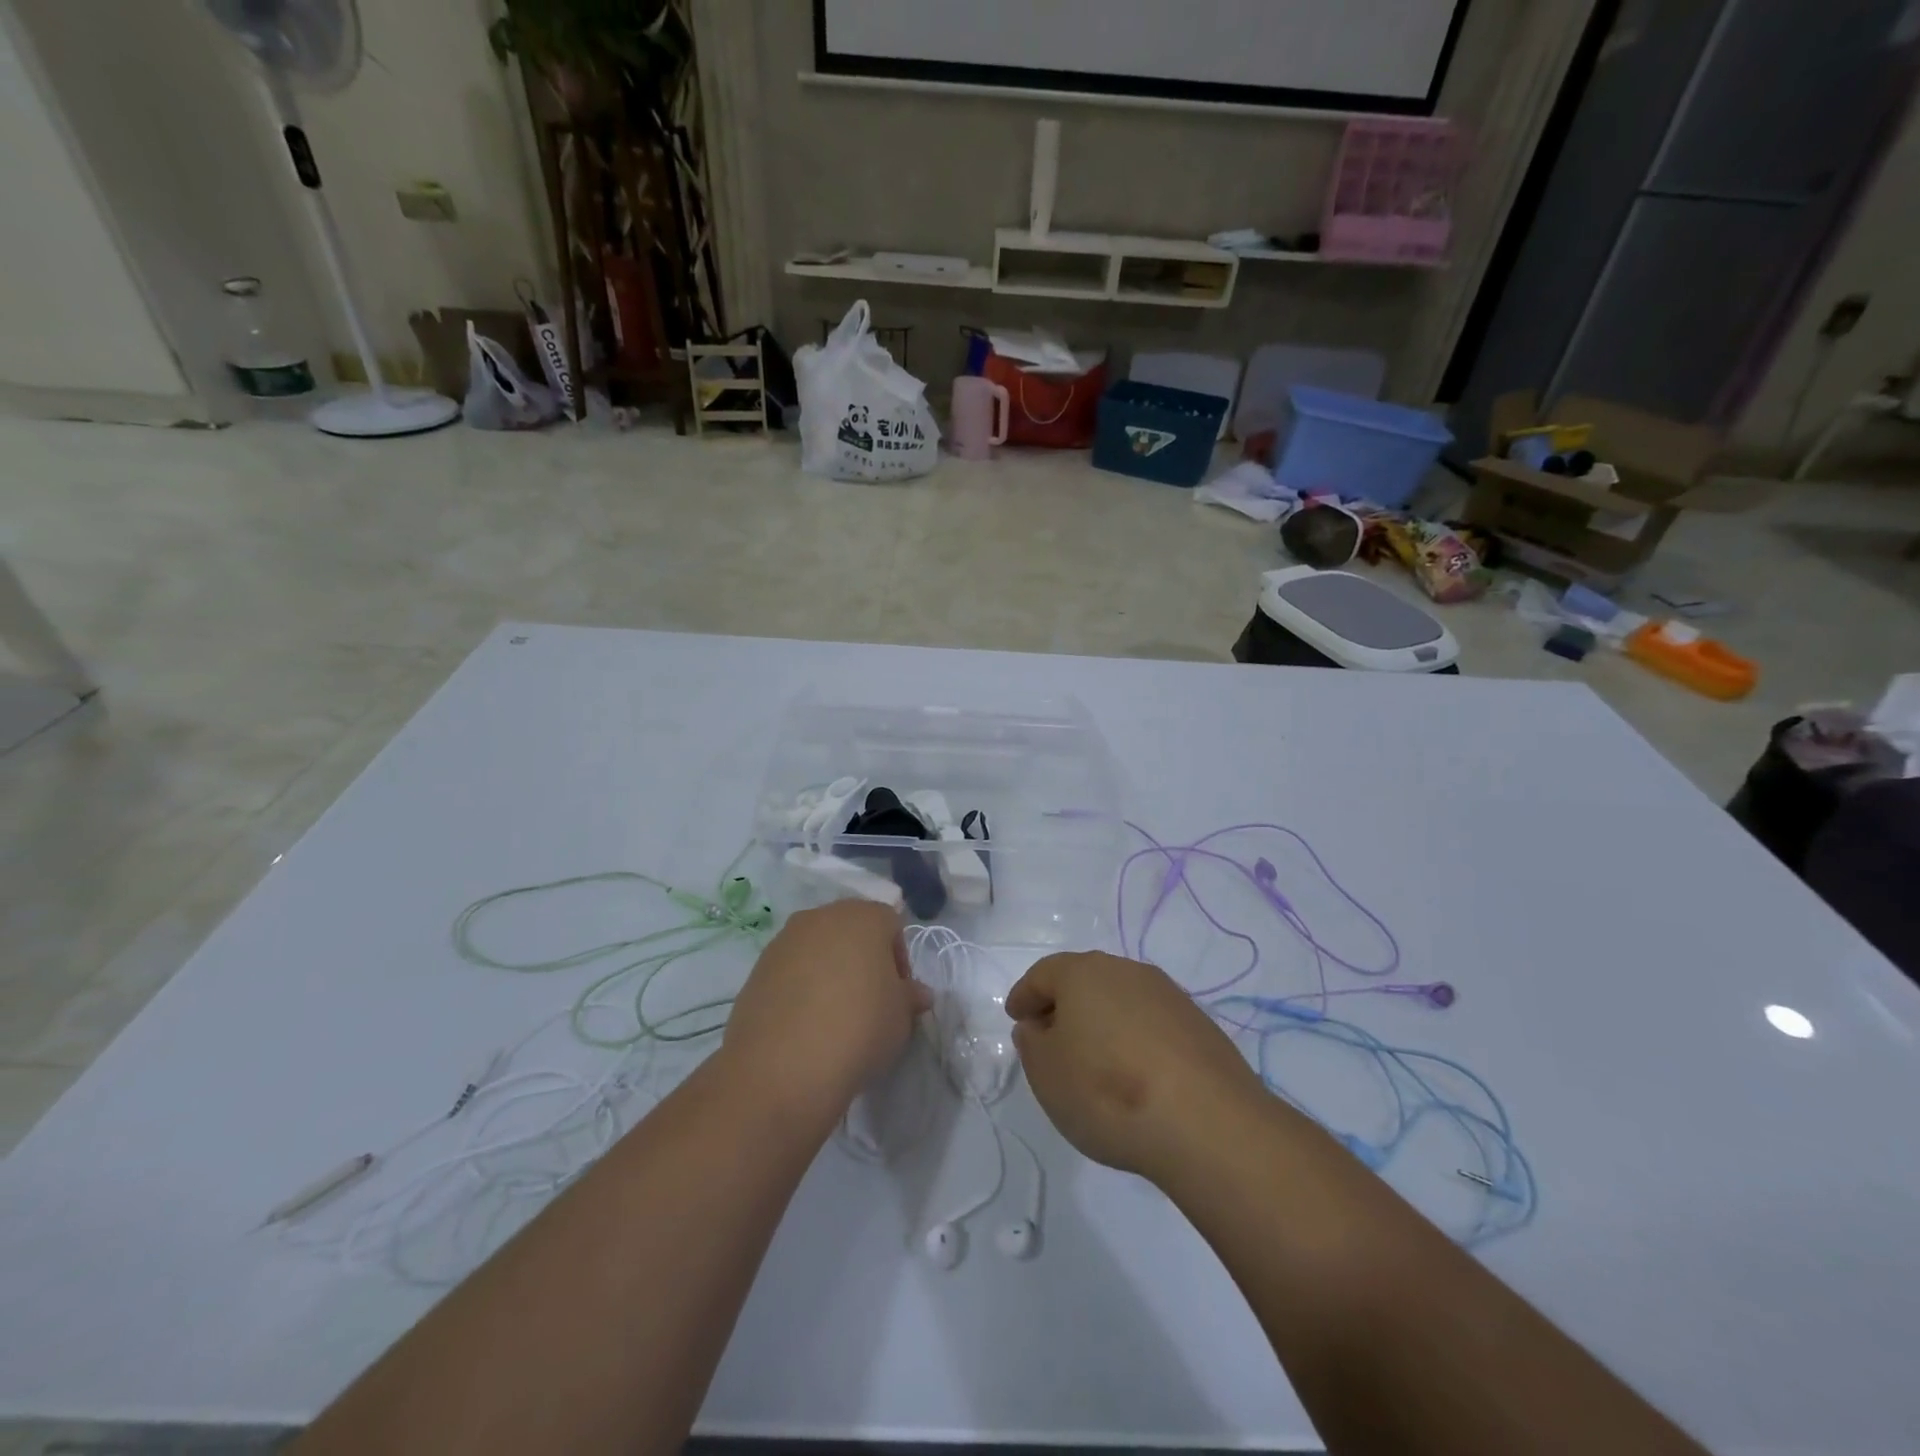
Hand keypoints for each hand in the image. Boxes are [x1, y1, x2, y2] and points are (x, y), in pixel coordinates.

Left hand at [721, 901, 931, 1129]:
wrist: (782, 1067)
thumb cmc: (859, 1028)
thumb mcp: (901, 1018)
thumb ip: (910, 997)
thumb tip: (915, 993)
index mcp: (863, 917)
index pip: (892, 924)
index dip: (899, 959)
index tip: (897, 995)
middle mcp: (822, 917)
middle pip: (852, 930)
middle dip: (863, 960)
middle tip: (869, 1002)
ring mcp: (784, 940)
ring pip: (818, 948)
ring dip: (829, 971)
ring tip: (833, 1016)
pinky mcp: (757, 969)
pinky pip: (790, 971)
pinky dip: (800, 988)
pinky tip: (804, 1025)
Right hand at [1006, 952, 1265, 1184]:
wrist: (1206, 1122)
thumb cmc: (1107, 1091)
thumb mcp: (1047, 1074)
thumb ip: (1032, 1043)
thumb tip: (1038, 1026)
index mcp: (1083, 972)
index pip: (1043, 974)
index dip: (1024, 995)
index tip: (1015, 1017)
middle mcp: (1126, 971)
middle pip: (1084, 980)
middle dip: (1064, 1004)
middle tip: (1050, 1035)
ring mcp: (1168, 995)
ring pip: (1121, 999)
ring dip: (1102, 1021)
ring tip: (1093, 1058)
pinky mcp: (1199, 1024)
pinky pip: (1151, 1023)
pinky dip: (1134, 1039)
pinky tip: (1134, 1072)